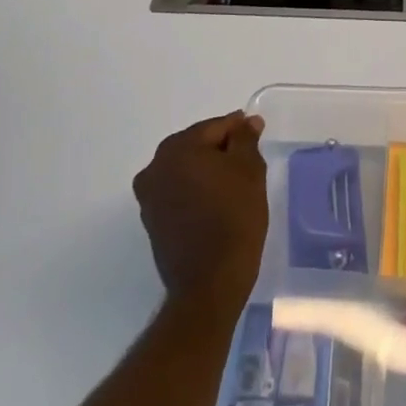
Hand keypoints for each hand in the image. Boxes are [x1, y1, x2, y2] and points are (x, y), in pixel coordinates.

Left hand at [133, 110, 268, 310]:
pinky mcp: (152, 221)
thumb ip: (245, 139)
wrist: (210, 283)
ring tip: (235, 186)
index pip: (215, 127)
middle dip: (221, 150)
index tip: (256, 138)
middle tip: (248, 163)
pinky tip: (217, 203)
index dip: (239, 130)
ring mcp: (149, 196)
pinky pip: (178, 192)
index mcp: (177, 148)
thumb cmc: (234, 217)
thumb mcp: (249, 170)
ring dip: (208, 171)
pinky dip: (196, 191)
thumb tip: (246, 122)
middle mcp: (155, 167)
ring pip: (186, 169)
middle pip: (196, 145)